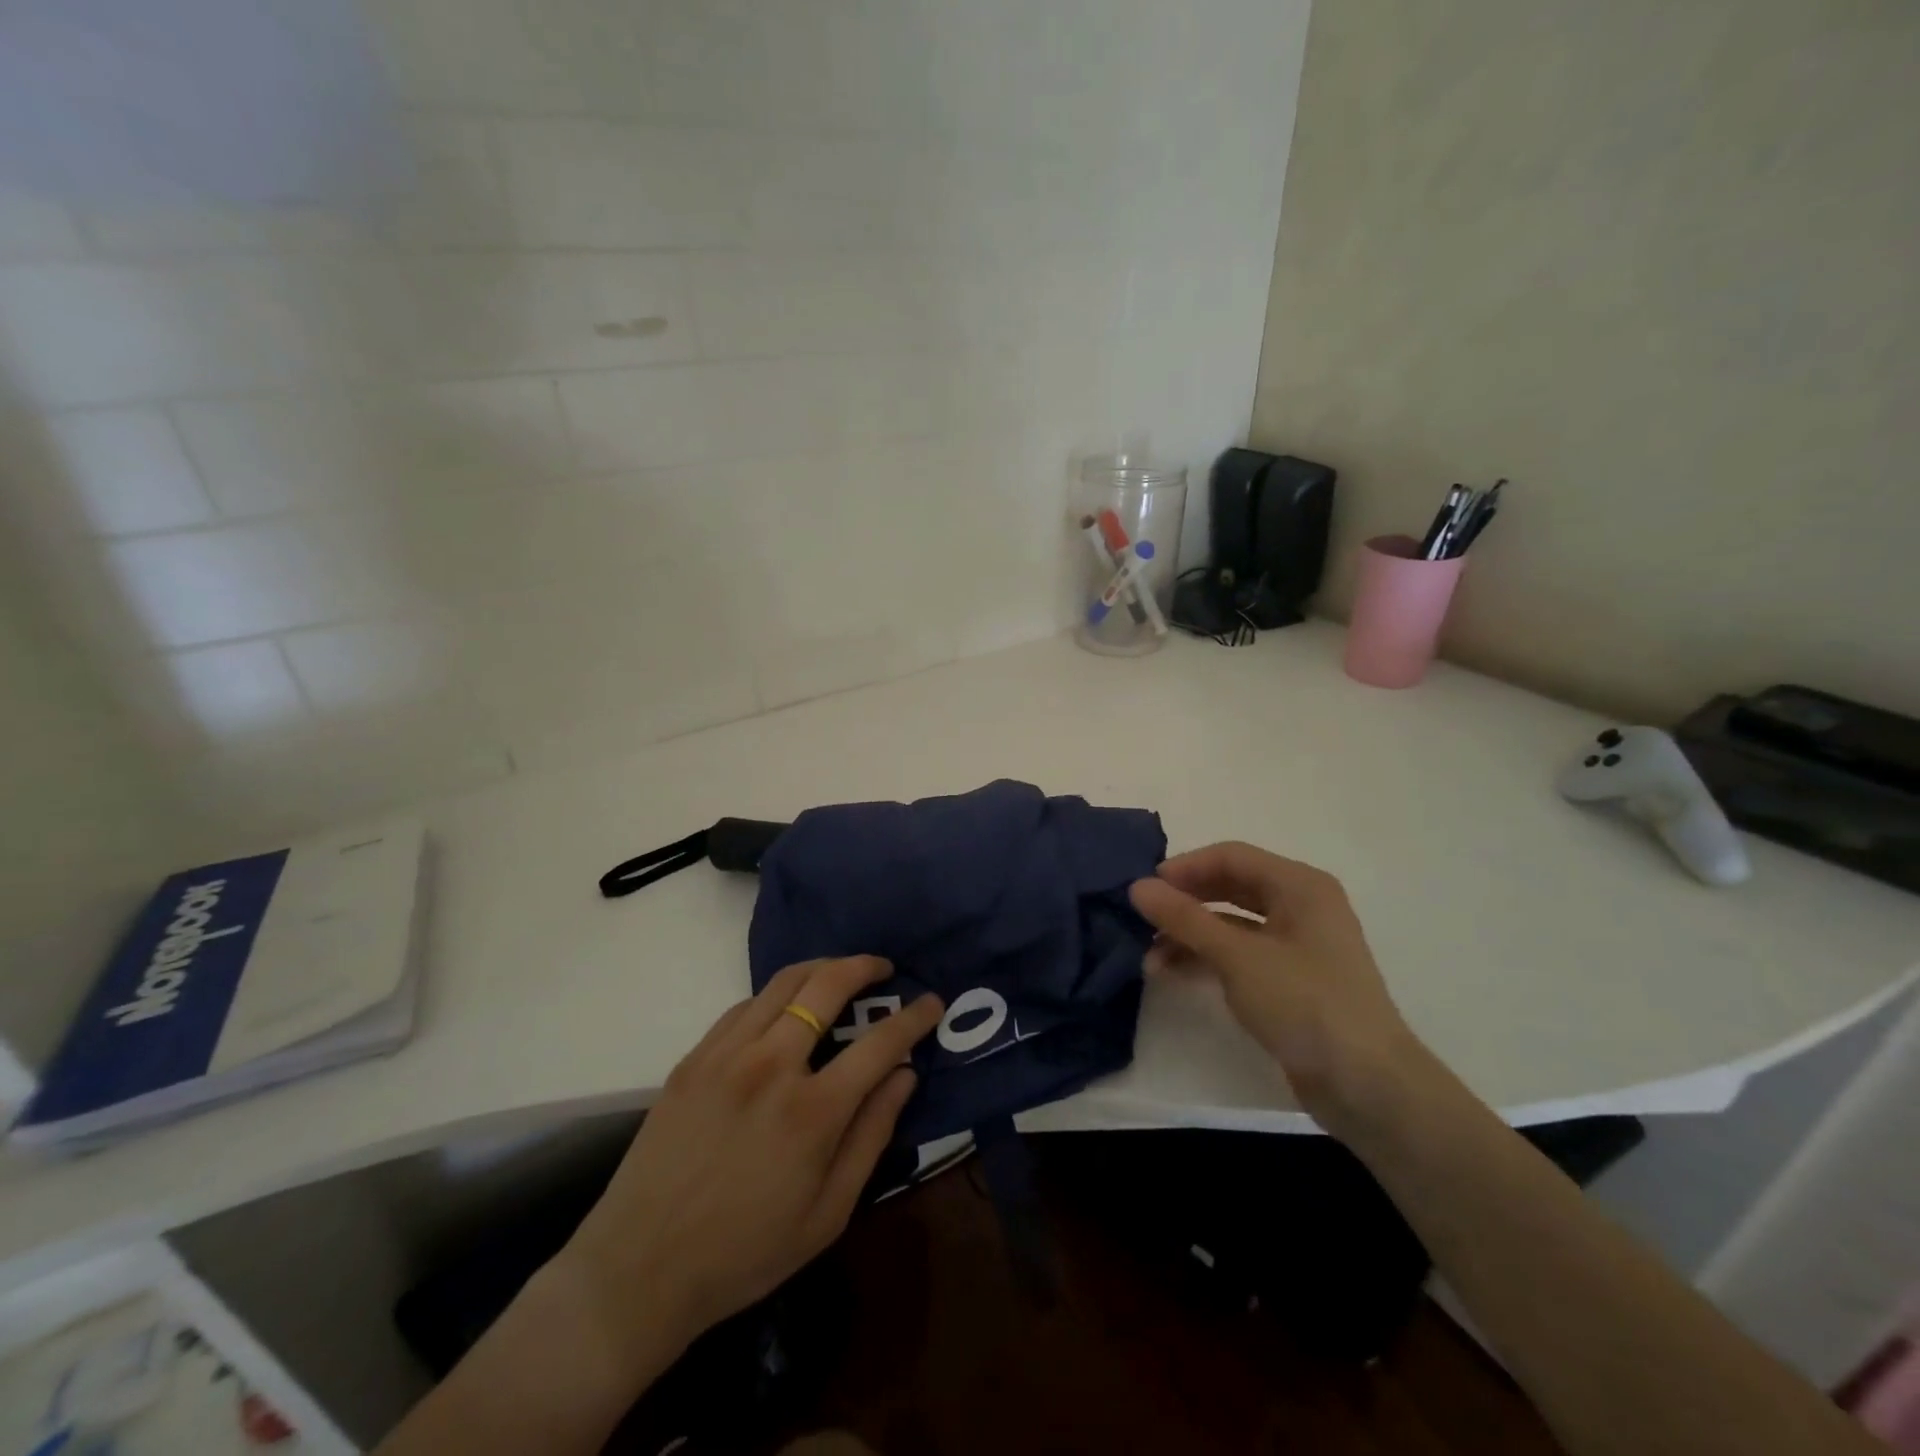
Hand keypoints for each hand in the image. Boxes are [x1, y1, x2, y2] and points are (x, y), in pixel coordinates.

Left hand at [559, 957, 942, 1359]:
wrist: (639, 1270)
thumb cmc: (745, 1253)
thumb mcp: (828, 1214)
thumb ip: (872, 1136)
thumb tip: (904, 1075)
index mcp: (812, 1111)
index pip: (880, 1043)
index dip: (913, 1017)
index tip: (931, 1002)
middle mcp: (771, 1065)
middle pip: (828, 985)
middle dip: (864, 966)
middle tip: (883, 968)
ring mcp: (726, 1055)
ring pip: (784, 982)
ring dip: (822, 968)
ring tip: (840, 974)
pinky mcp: (694, 1058)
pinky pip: (744, 1006)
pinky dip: (776, 996)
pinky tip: (784, 1011)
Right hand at [1129, 842, 1427, 1136]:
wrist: (1368, 1087)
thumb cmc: (1306, 1004)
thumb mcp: (1238, 957)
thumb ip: (1185, 918)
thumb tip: (1138, 886)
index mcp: (1300, 886)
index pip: (1231, 856)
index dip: (1185, 867)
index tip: (1144, 888)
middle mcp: (1301, 906)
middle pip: (1230, 887)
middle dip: (1185, 902)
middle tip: (1142, 918)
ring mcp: (1297, 945)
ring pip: (1231, 924)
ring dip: (1190, 935)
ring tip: (1149, 957)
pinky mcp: (1290, 980)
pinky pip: (1239, 954)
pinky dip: (1207, 959)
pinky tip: (1172, 973)